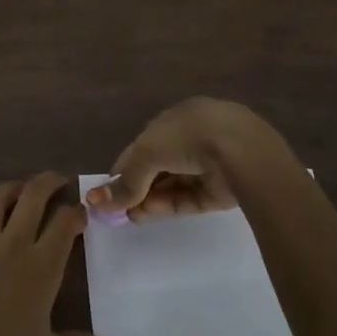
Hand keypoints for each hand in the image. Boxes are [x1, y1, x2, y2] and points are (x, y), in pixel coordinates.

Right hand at [84, 98, 272, 221]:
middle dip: (136, 187)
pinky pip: (188, 199)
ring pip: (172, 185)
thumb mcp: (147, 153)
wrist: (242, 151)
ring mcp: (209, 165)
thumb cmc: (188, 137)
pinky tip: (147, 216)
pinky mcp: (221, 190)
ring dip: (149, 199)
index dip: (123, 167)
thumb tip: (94, 201)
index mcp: (176, 119)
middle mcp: (193, 139)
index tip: (108, 189)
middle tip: (117, 209)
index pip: (144, 145)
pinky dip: (167, 206)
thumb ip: (125, 181)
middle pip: (158, 167)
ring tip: (129, 217)